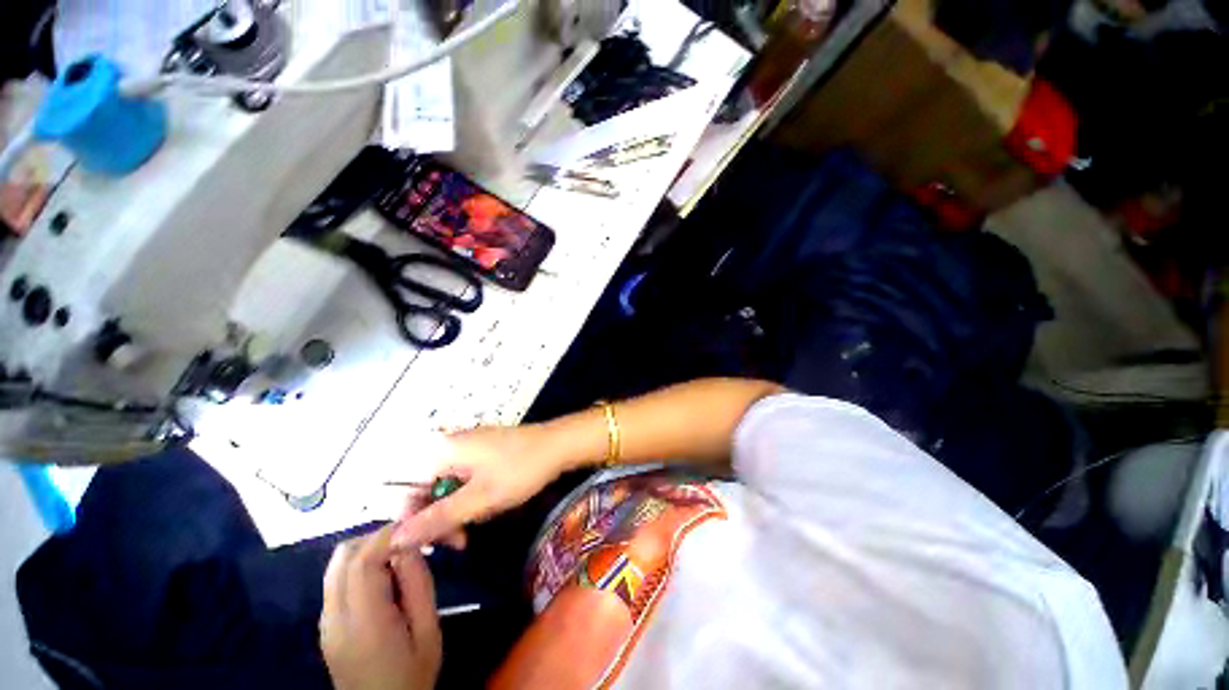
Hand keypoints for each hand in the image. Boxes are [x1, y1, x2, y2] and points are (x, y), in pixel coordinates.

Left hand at [320, 526, 441, 689]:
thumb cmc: (413, 674)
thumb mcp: (428, 630)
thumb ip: (418, 584)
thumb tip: (409, 544)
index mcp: (364, 621)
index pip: (363, 560)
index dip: (389, 534)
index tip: (416, 527)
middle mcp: (334, 617)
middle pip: (344, 555)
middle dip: (378, 537)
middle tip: (409, 542)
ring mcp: (324, 621)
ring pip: (337, 564)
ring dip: (367, 549)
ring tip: (397, 558)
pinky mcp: (324, 624)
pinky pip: (336, 579)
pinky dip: (359, 565)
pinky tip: (382, 578)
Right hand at [392, 425, 565, 548]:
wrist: (559, 445)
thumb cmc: (520, 470)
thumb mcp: (479, 499)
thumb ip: (437, 519)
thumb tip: (395, 539)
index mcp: (443, 451)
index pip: (411, 493)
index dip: (418, 523)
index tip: (438, 546)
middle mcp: (452, 445)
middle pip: (431, 490)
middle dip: (443, 518)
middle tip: (463, 541)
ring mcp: (472, 446)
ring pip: (451, 487)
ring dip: (460, 510)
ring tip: (481, 521)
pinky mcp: (487, 451)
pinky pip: (468, 479)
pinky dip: (474, 496)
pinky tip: (490, 504)